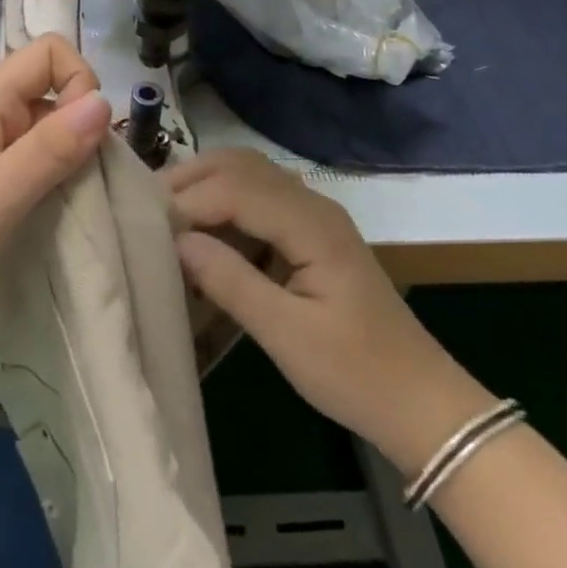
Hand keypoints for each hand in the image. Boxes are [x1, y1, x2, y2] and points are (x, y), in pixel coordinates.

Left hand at [0, 35, 110, 344]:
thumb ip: (50, 148)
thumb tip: (105, 100)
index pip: (51, 52)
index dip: (79, 84)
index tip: (83, 141)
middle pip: (51, 90)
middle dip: (78, 129)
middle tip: (81, 184)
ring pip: (41, 128)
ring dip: (62, 159)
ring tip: (65, 206)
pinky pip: (23, 159)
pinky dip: (42, 179)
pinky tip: (40, 215)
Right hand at [169, 149, 484, 467]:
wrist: (421, 402)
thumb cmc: (355, 373)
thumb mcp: (287, 336)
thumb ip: (231, 282)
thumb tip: (177, 242)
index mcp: (312, 224)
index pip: (236, 188)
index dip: (189, 200)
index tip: (146, 225)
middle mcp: (313, 204)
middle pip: (241, 165)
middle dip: (191, 177)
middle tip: (145, 205)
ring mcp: (315, 215)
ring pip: (250, 174)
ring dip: (206, 183)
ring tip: (165, 211)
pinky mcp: (311, 232)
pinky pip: (261, 197)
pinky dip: (225, 200)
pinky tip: (203, 228)